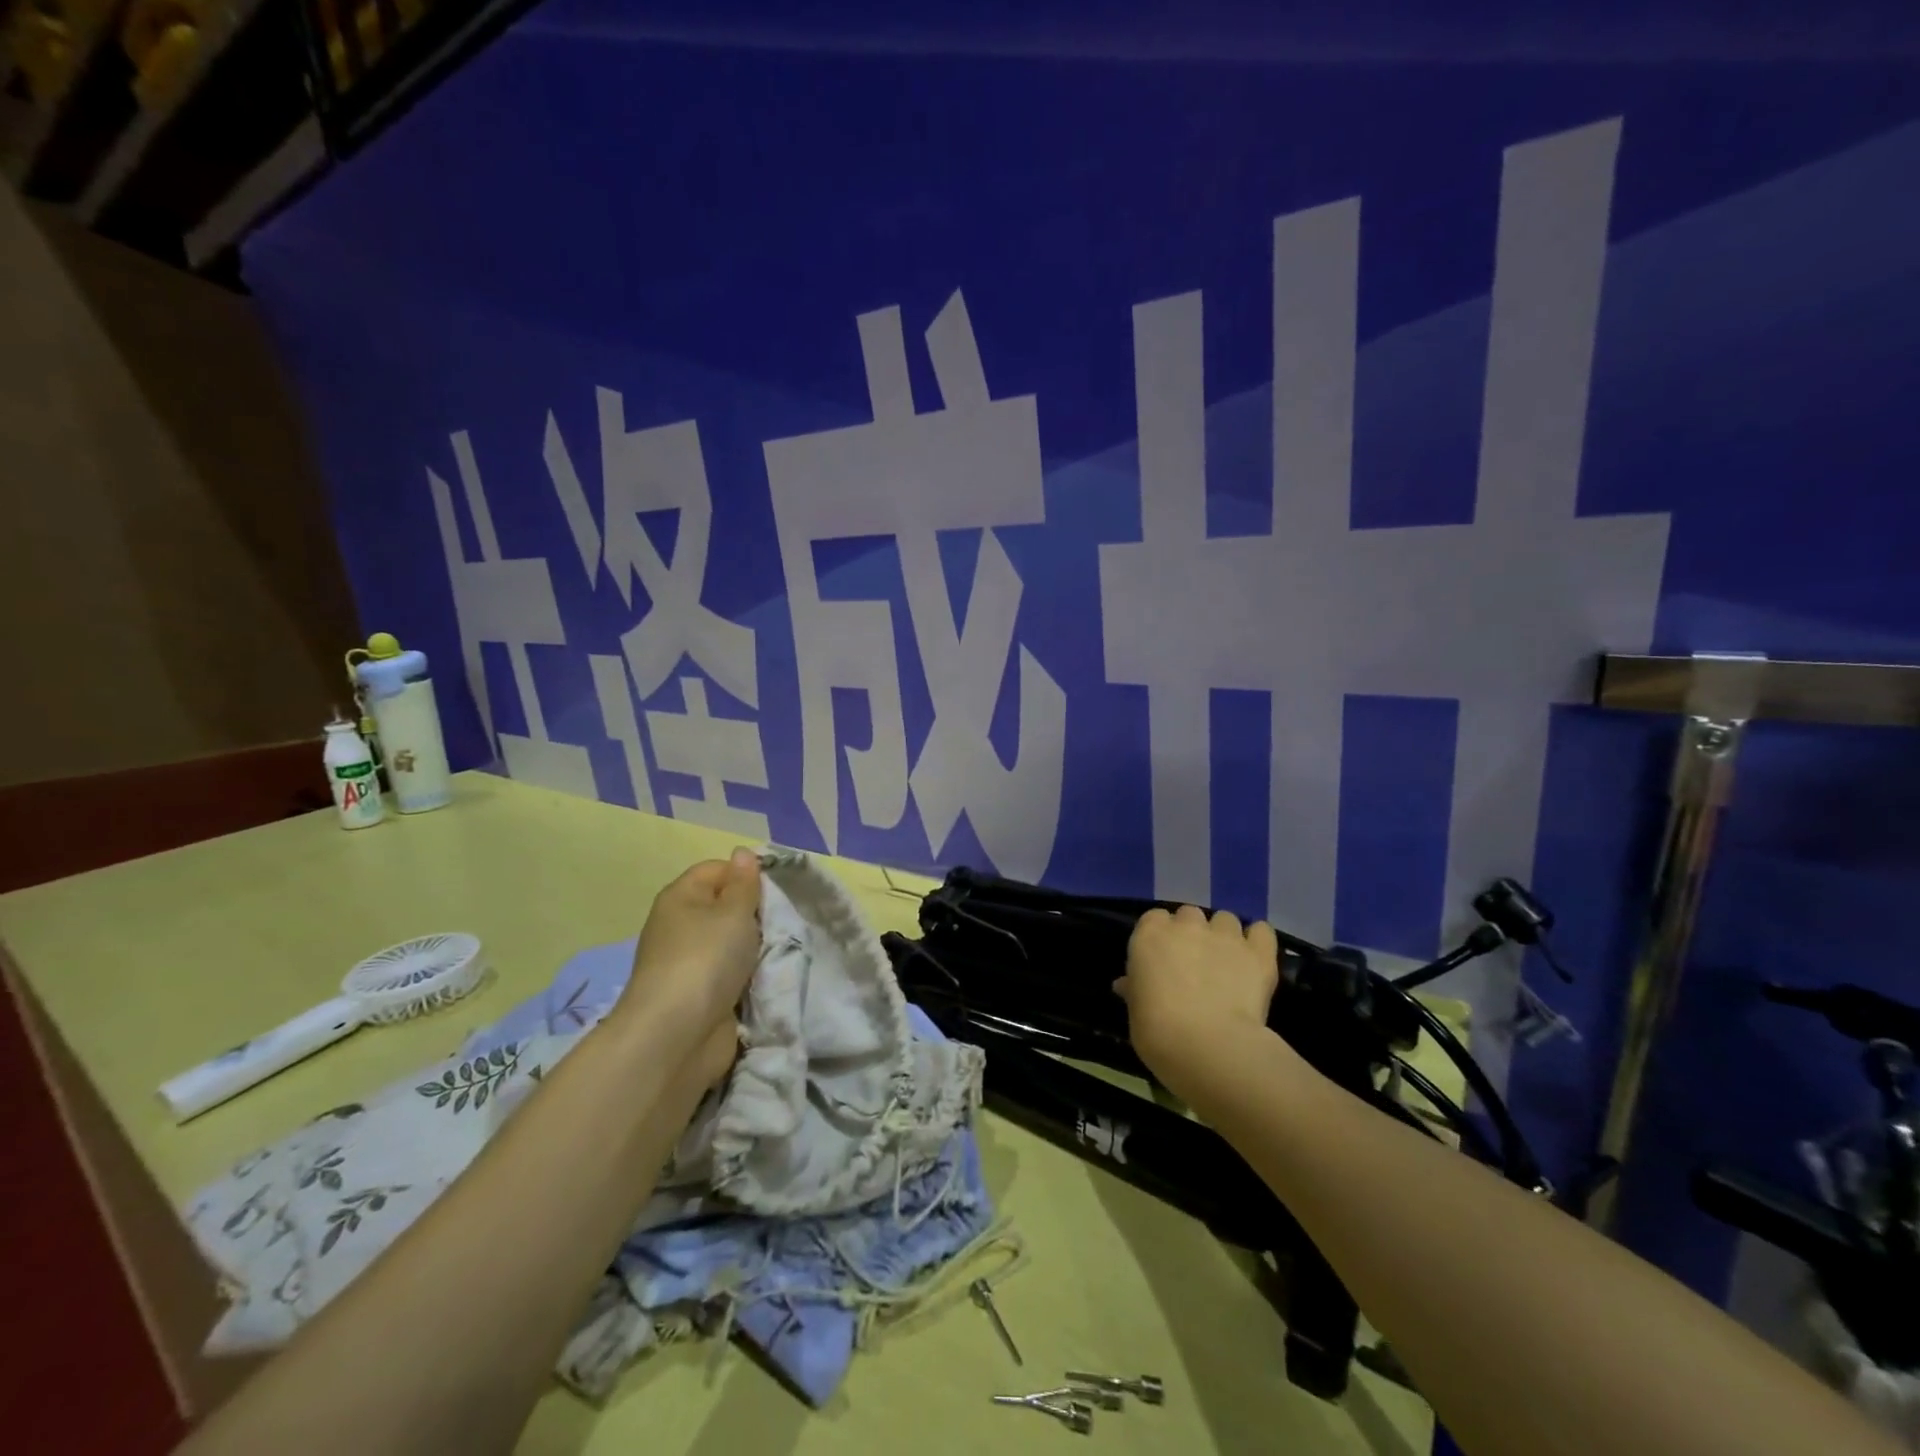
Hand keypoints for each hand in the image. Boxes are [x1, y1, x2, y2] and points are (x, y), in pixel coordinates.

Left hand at [616, 849, 761, 1084]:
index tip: (775, 891)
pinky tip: (769, 978)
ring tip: (781, 951)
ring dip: (756, 948)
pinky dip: (750, 976)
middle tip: (783, 922)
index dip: (746, 874)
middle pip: (725, 907)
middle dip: (756, 914)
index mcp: (681, 897)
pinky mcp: (700, 996)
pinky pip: (732, 974)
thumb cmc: (705, 960)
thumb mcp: (733, 912)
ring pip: (732, 943)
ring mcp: (689, 963)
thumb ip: (744, 884)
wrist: (676, 1037)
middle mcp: (681, 926)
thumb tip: (742, 853)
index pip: (717, 869)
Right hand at [1115, 905, 1279, 1093]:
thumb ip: (1135, 990)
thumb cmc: (1158, 1032)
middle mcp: (1187, 926)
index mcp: (1149, 935)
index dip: (1160, 937)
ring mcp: (1225, 936)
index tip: (1162, 960)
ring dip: (1224, 935)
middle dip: (1192, 933)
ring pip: (1225, 919)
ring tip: (1227, 962)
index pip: (1154, 919)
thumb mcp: (1135, 1012)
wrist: (1209, 1047)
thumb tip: (1126, 984)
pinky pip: (1262, 931)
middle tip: (1194, 963)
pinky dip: (1258, 940)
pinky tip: (1254, 958)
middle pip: (1189, 915)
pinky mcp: (1258, 953)